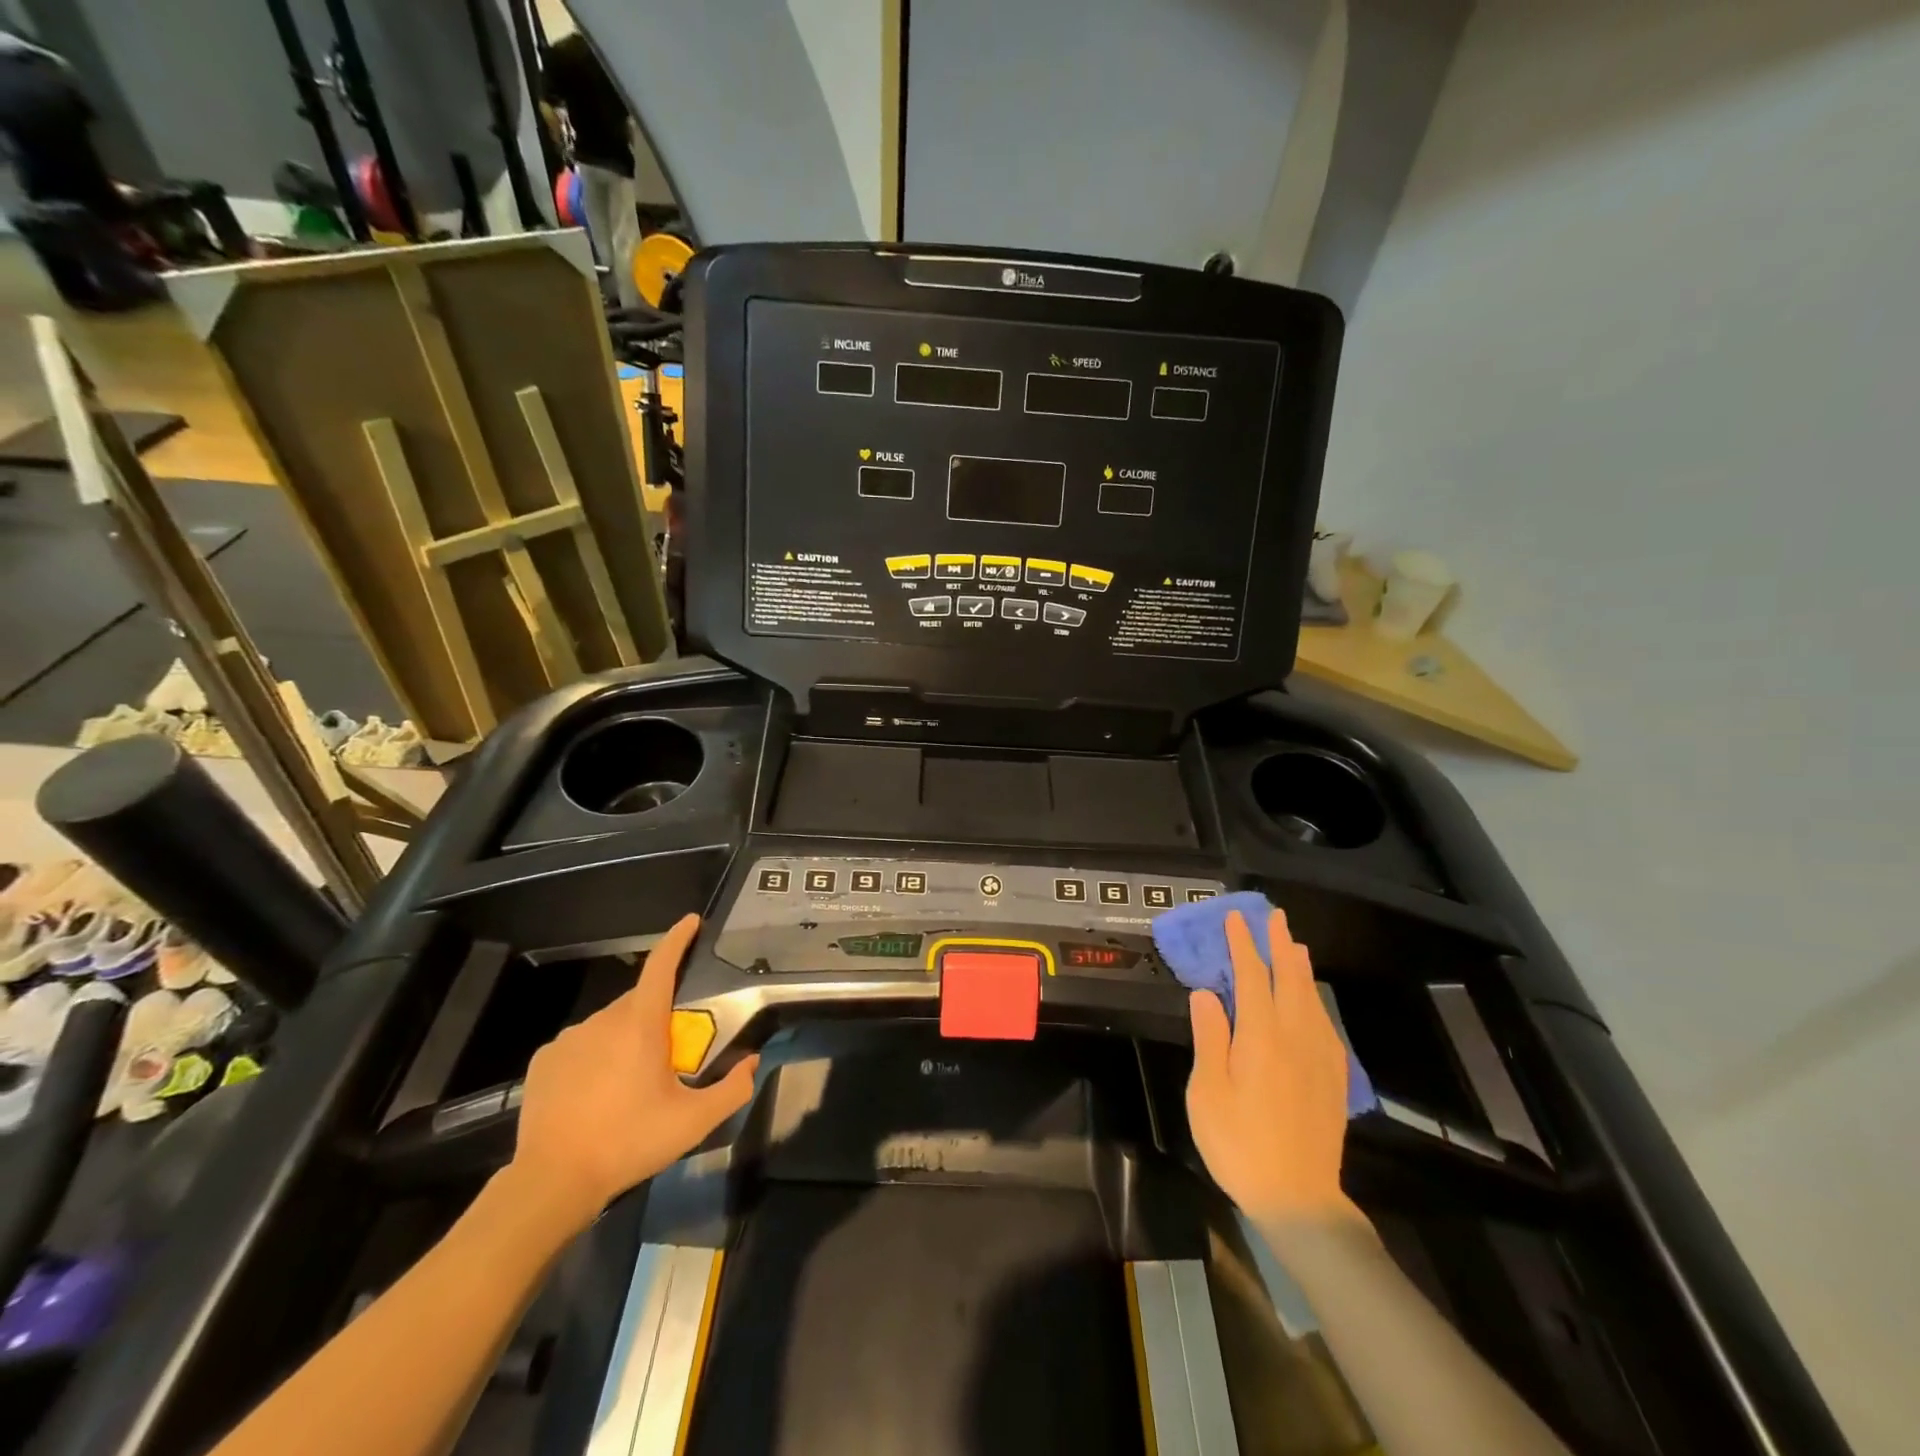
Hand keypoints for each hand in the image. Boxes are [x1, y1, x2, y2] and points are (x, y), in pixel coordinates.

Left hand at [509, 914, 757, 1230]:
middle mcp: (604, 1020)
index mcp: (641, 1023)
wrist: (553, 1181)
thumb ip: (732, 1089)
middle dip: (657, 1014)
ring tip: (631, 1080)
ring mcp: (569, 1038)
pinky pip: (581, 1045)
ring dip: (626, 1037)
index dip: (678, 939)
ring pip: (609, 1024)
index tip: (692, 922)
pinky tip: (596, 1091)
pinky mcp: (544, 1060)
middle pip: (639, 1000)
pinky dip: (595, 1056)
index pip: (661, 964)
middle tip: (671, 1051)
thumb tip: (752, 1063)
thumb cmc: (629, 1142)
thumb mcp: (693, 1122)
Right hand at [1186, 909, 1360, 1230]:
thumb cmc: (1239, 1144)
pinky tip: (1311, 1000)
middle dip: (1279, 945)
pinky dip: (1315, 999)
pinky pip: (1325, 1023)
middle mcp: (1296, 1038)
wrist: (1299, 1199)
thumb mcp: (1208, 1092)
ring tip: (1295, 944)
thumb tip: (1206, 993)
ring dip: (1300, 967)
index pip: (1252, 977)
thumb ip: (1210, 1038)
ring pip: (1311, 998)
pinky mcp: (1333, 1077)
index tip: (1235, 919)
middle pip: (1289, 979)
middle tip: (1274, 916)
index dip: (1243, 945)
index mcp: (1261, 1038)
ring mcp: (1320, 1057)